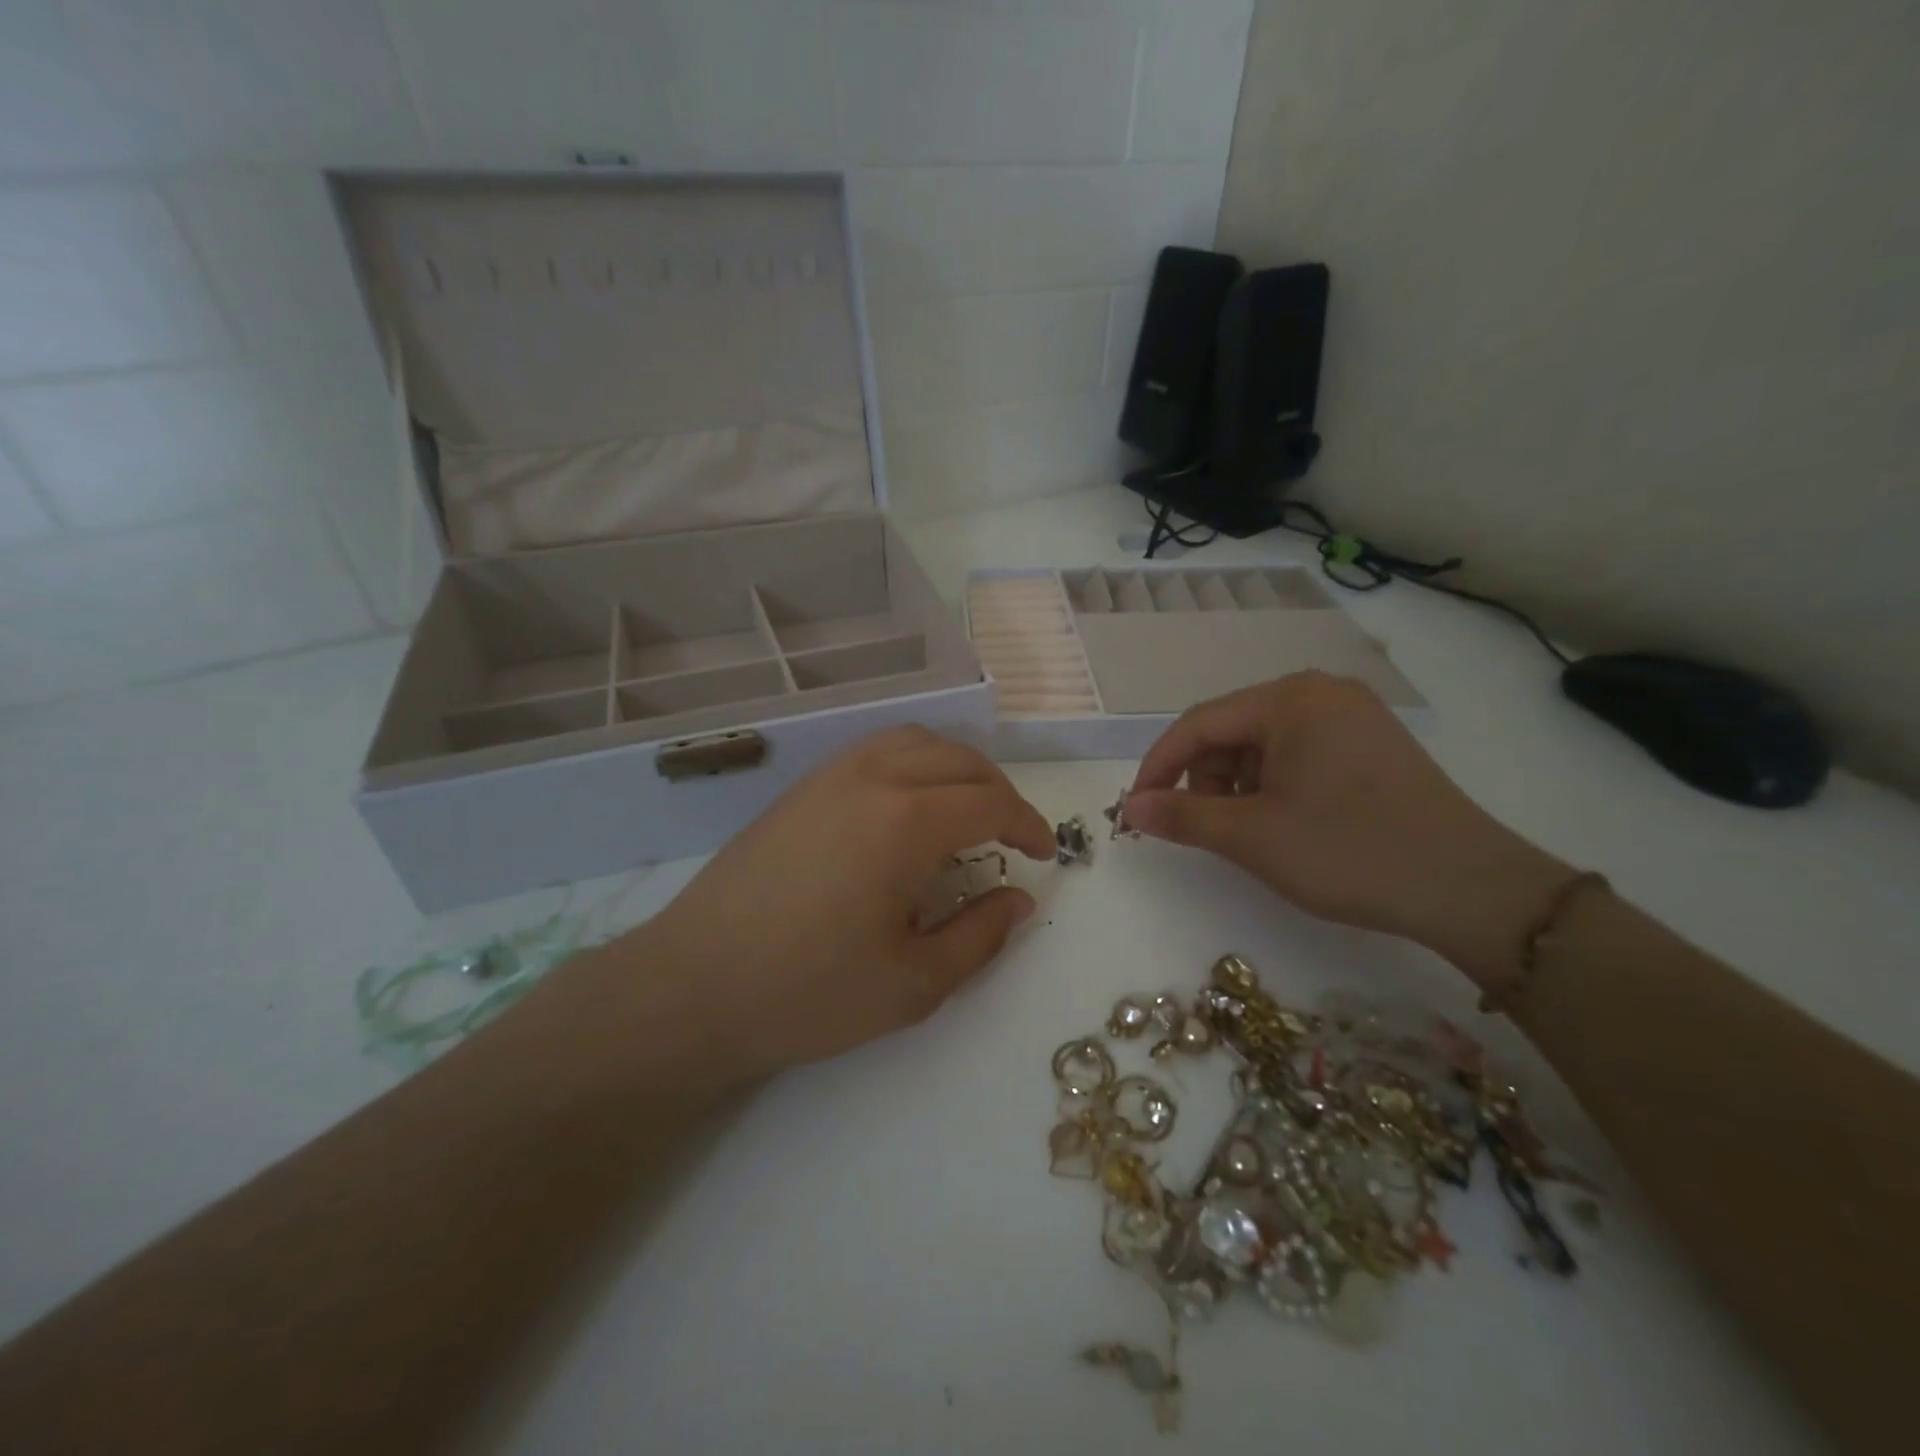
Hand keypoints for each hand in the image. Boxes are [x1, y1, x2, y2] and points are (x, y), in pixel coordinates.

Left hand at [629, 726, 1054, 1079]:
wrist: (692, 986)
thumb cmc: (807, 993)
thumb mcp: (913, 984)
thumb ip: (980, 936)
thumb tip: (1019, 899)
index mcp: (905, 822)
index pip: (990, 802)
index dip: (1028, 825)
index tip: (1043, 855)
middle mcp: (871, 779)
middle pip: (958, 759)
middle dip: (998, 792)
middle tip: (1011, 837)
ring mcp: (829, 776)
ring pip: (914, 741)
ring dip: (955, 768)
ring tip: (966, 812)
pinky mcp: (800, 788)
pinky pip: (874, 751)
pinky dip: (912, 763)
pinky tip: (907, 808)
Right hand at [1126, 673, 1570, 986]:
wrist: (1471, 889)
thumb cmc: (1349, 852)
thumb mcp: (1252, 837)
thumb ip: (1182, 817)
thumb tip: (1131, 808)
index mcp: (1291, 699)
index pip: (1199, 723)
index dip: (1159, 766)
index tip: (1136, 809)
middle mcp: (1321, 692)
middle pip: (1231, 730)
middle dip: (1203, 778)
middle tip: (1199, 827)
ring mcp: (1352, 716)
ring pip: (1263, 744)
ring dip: (1237, 784)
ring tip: (1245, 831)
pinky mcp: (1371, 744)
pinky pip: (1298, 753)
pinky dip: (1273, 785)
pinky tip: (1281, 822)